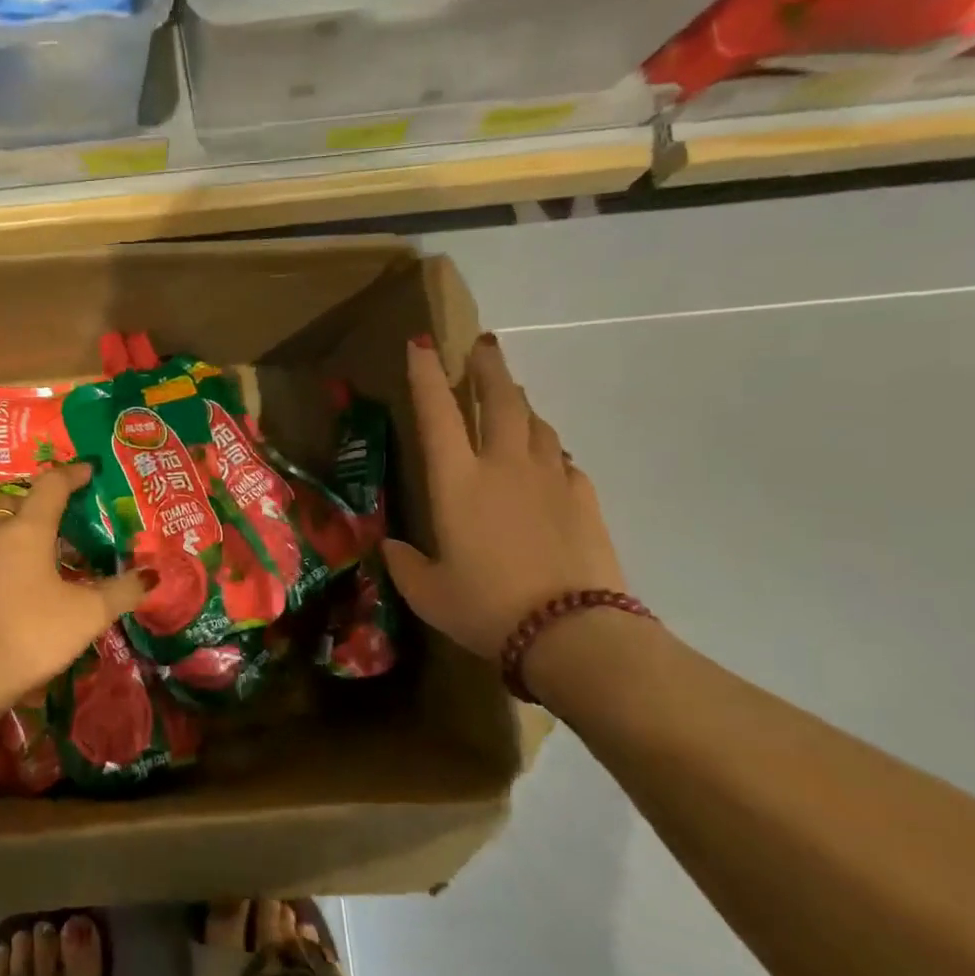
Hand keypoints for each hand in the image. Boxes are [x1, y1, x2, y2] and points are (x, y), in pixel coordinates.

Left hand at [0, 463, 149, 708]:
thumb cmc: (32, 632)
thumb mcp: (88, 613)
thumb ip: (122, 591)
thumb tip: (151, 575)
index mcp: (28, 528)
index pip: (51, 485)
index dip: (73, 474)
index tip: (91, 470)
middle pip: (20, 499)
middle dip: (45, 497)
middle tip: (73, 508)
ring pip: (3, 525)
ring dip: (27, 524)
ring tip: (57, 542)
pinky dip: (16, 549)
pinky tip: (34, 575)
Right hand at [383, 334, 625, 658]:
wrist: (572, 632)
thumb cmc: (485, 607)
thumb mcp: (427, 592)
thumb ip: (404, 563)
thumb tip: (392, 546)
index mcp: (457, 481)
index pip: (436, 413)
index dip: (426, 375)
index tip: (421, 344)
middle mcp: (503, 466)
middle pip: (499, 399)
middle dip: (487, 367)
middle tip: (482, 345)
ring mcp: (549, 477)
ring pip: (534, 422)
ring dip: (518, 402)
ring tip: (509, 396)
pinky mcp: (582, 497)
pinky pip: (560, 457)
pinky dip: (546, 447)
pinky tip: (543, 457)